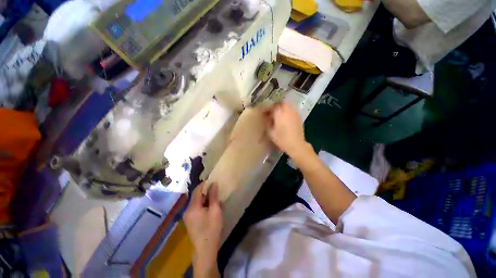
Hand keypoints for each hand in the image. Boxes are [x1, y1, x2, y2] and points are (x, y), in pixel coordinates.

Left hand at [183, 183, 222, 275]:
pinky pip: (196, 208)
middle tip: (215, 189)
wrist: (205, 250)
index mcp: (193, 207)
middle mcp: (187, 210)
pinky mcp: (190, 221)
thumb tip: (213, 184)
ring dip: (205, 198)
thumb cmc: (212, 229)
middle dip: (205, 191)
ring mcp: (188, 216)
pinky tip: (210, 207)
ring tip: (214, 197)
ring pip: (196, 202)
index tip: (213, 180)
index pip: (197, 190)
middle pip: (196, 196)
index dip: (204, 184)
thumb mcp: (215, 210)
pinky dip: (203, 204)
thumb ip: (213, 196)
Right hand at [263, 102, 306, 156]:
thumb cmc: (282, 139)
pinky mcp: (299, 116)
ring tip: (278, 115)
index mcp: (279, 113)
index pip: (272, 107)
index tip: (263, 113)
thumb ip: (267, 122)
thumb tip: (266, 117)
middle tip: (270, 113)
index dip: (267, 109)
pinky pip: (291, 110)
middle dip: (274, 107)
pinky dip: (287, 111)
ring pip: (287, 105)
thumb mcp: (270, 132)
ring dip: (281, 108)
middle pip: (280, 103)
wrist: (296, 144)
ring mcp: (294, 112)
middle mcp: (287, 110)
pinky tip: (285, 118)